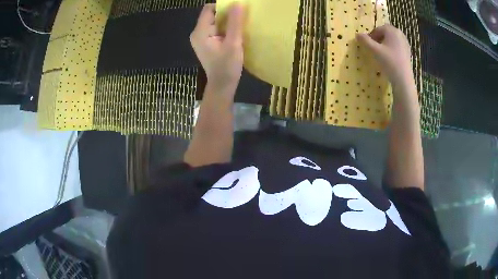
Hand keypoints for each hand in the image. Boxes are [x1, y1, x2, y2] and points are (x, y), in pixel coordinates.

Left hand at [190, 4, 243, 94]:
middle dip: (226, 14)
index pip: (209, 9)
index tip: (237, 10)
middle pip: (211, 14)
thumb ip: (235, 23)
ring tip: (239, 26)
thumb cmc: (227, 66)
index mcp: (200, 32)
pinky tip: (234, 34)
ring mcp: (201, 38)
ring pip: (215, 22)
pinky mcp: (206, 43)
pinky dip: (225, 28)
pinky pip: (216, 29)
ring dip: (227, 21)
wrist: (222, 86)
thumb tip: (237, 4)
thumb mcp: (233, 43)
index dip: (223, 6)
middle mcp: (197, 33)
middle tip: (241, 18)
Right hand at [356, 24, 413, 88]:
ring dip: (385, 44)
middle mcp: (400, 34)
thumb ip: (365, 41)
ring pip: (392, 40)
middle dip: (378, 39)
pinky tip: (389, 59)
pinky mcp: (407, 52)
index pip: (378, 29)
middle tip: (374, 48)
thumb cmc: (389, 62)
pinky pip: (397, 46)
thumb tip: (357, 34)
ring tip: (381, 54)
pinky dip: (392, 49)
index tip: (368, 45)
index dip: (371, 36)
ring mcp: (405, 43)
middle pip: (386, 33)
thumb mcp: (374, 50)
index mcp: (392, 30)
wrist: (403, 79)